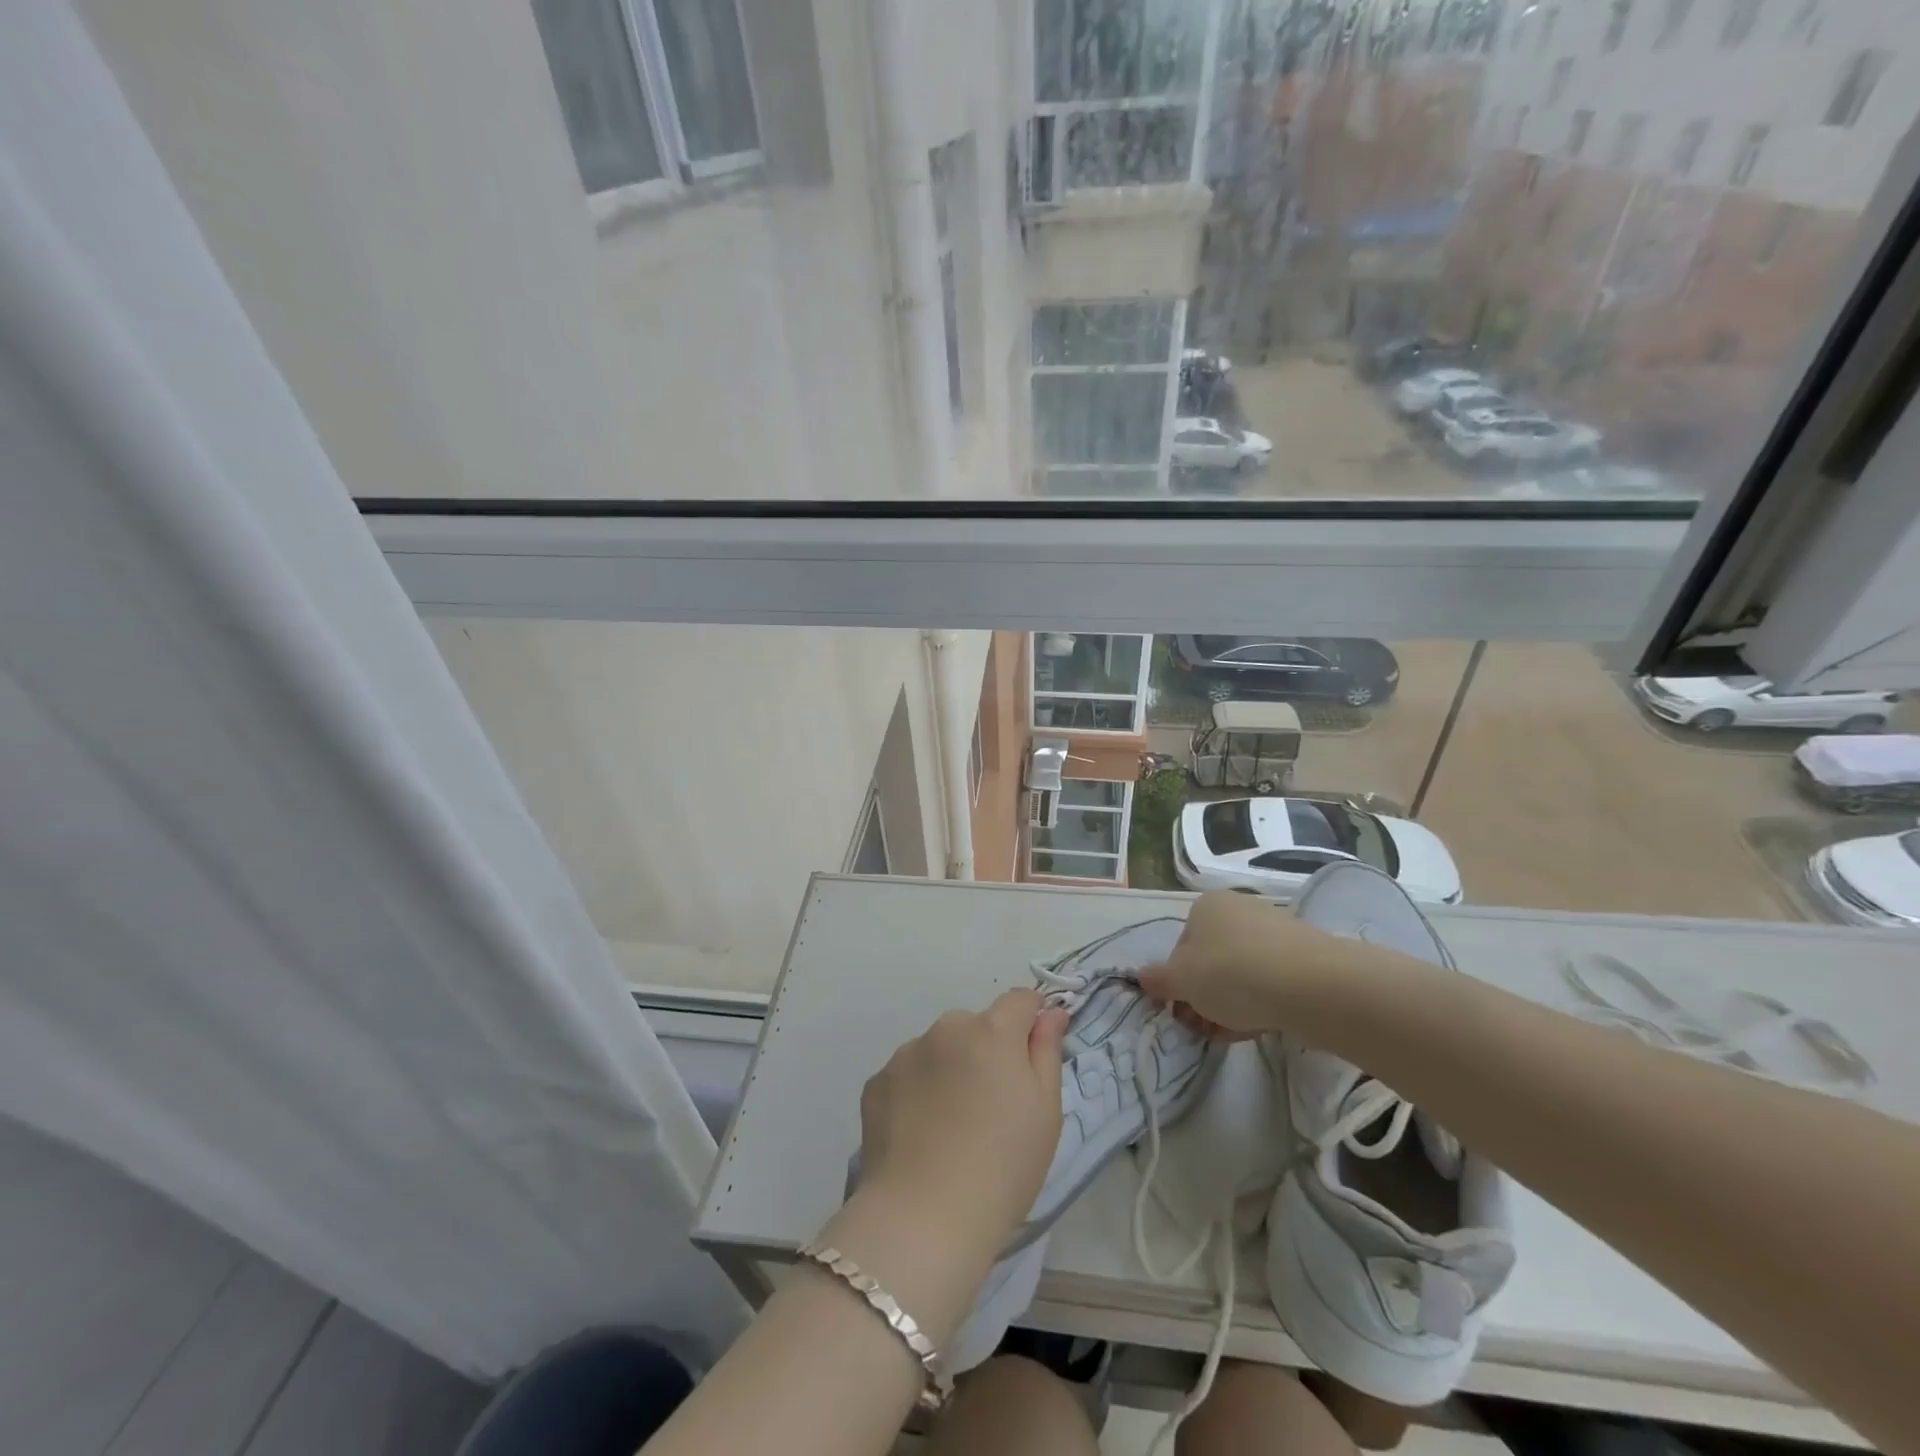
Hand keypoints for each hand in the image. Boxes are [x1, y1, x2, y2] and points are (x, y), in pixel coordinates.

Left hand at [848, 989, 1069, 1268]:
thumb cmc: (1003, 1166)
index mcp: (992, 1030)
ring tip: (952, 1127)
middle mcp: (946, 1029)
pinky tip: (921, 1136)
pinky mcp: (877, 1083)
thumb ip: (1047, 1050)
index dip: (1031, 1020)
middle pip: (976, 1026)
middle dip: (987, 1051)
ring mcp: (906, 1054)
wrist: (924, 1219)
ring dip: (950, 1069)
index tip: (1033, 1055)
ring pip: (940, 1049)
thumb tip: (1050, 1011)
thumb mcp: (1046, 1111)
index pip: (1020, 1000)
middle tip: (992, 1107)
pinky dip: (918, 1093)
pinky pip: (908, 1075)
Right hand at [1141, 890, 1382, 1037]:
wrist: (1312, 985)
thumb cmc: (1232, 974)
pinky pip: (1270, 983)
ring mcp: (1275, 933)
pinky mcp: (1304, 958)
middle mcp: (1239, 911)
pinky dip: (1259, 1005)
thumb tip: (1143, 978)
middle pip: (1211, 961)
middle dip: (1203, 998)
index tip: (1182, 1012)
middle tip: (1203, 1029)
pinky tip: (1258, 1028)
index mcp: (1206, 906)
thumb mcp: (1181, 981)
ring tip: (1229, 1035)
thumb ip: (1158, 980)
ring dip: (1228, 1006)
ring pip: (1240, 975)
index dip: (1177, 983)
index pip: (1180, 947)